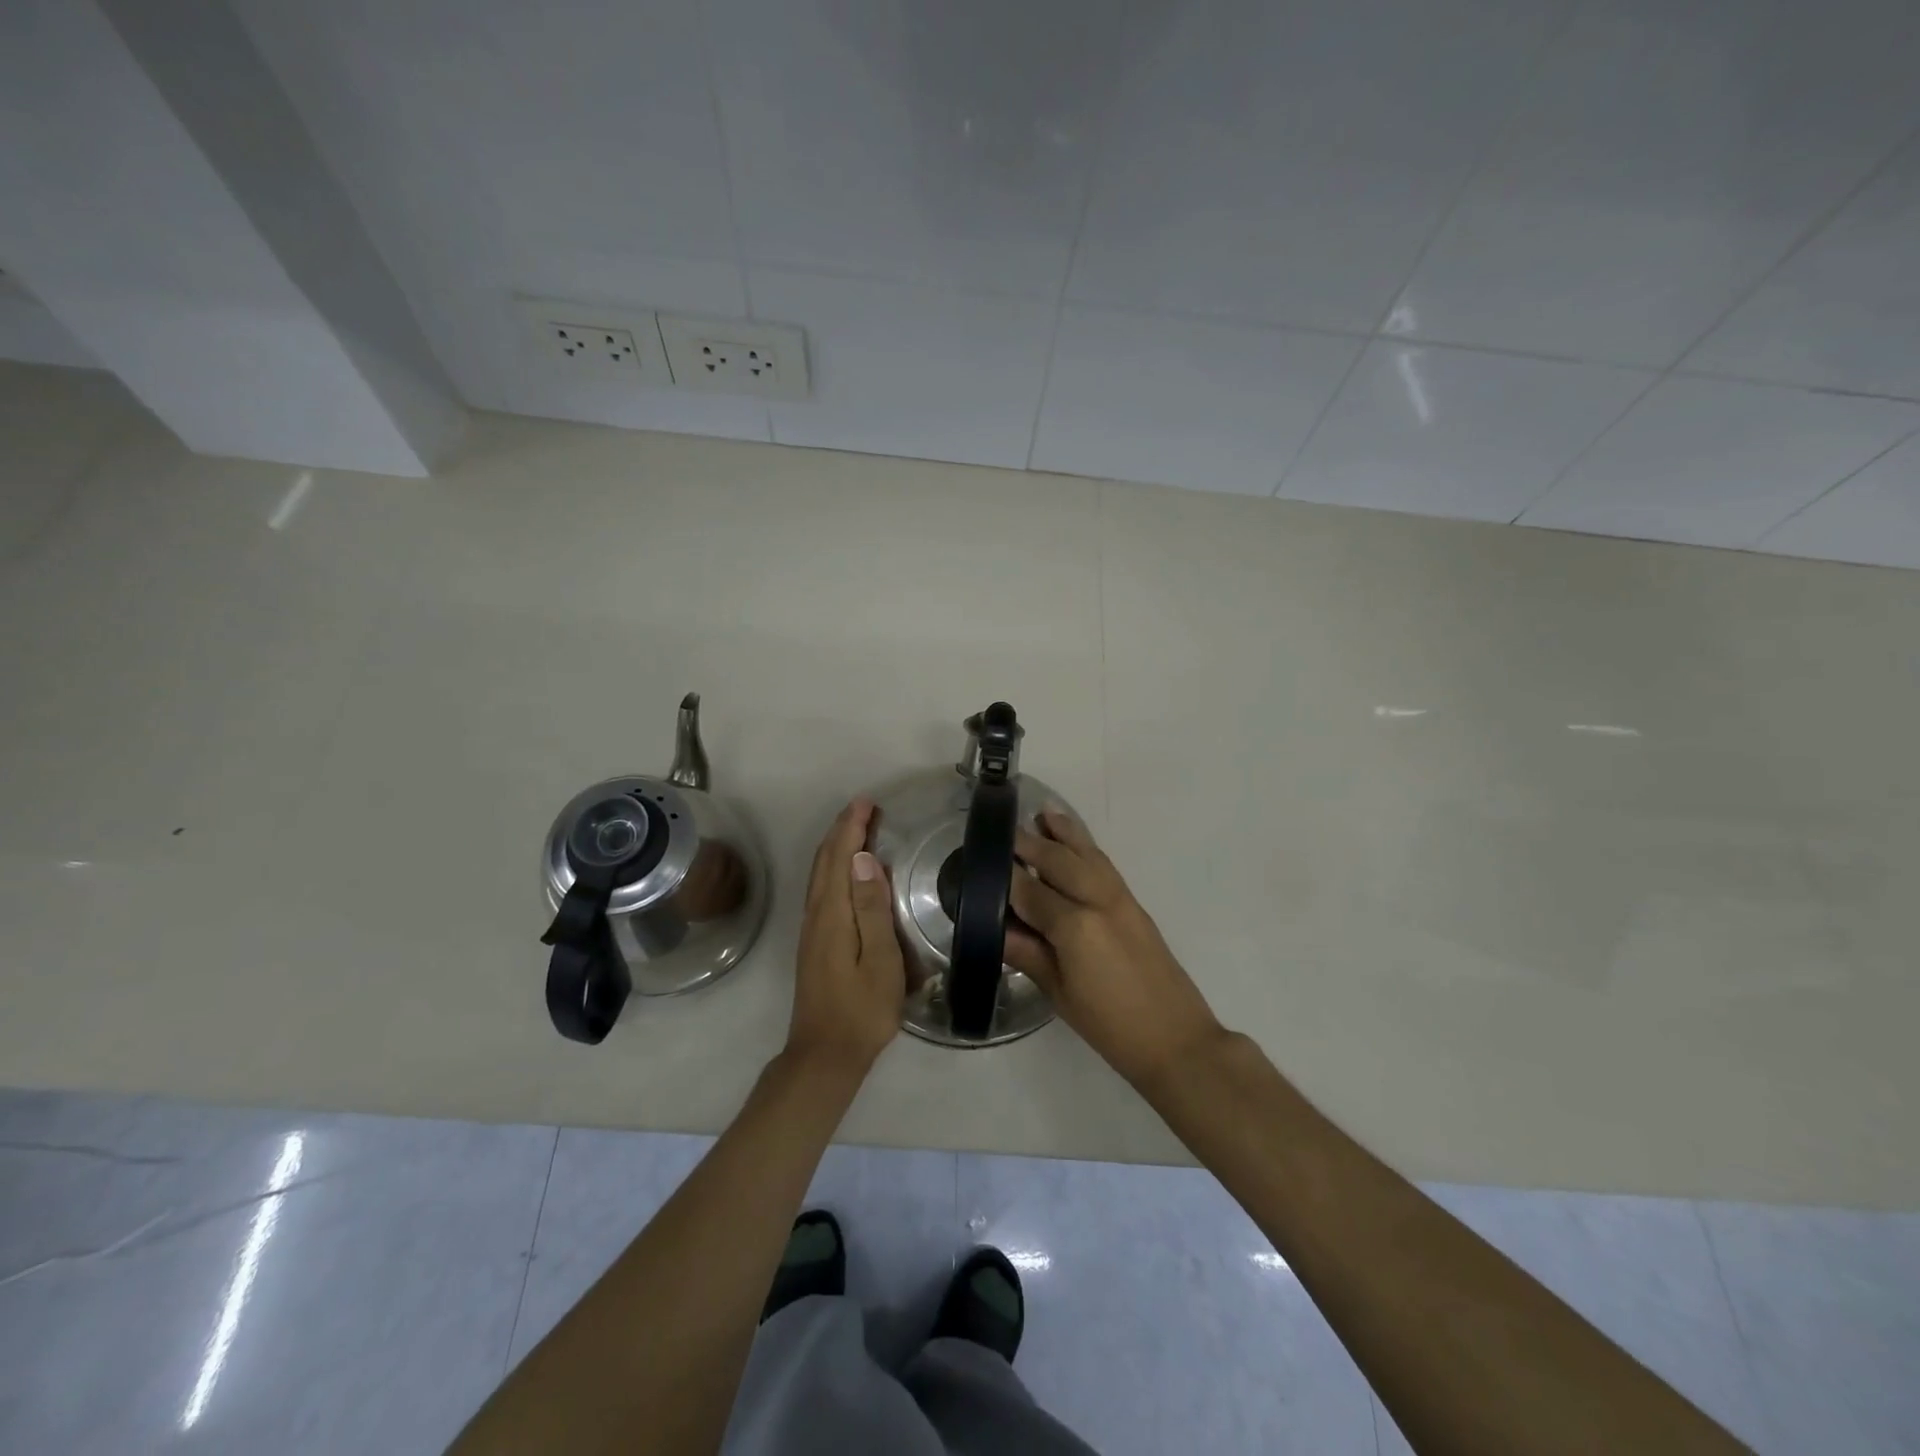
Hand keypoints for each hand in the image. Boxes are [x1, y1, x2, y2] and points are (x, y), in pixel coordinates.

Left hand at [786, 798, 905, 1074]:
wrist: (825, 1055)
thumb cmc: (862, 1010)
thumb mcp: (880, 961)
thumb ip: (871, 909)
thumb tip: (863, 859)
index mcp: (832, 915)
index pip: (839, 858)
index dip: (851, 827)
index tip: (868, 802)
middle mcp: (816, 914)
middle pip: (824, 861)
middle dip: (842, 829)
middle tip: (865, 807)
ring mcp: (811, 928)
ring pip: (820, 874)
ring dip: (836, 845)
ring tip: (857, 827)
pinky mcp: (814, 941)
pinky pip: (821, 888)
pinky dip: (833, 866)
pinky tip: (846, 871)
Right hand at [1005, 807, 1224, 1087]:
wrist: (1176, 1040)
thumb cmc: (1110, 1027)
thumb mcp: (1060, 994)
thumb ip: (1028, 954)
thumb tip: (995, 929)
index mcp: (1075, 927)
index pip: (1030, 892)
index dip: (1006, 876)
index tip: (983, 860)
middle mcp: (1098, 901)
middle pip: (1059, 861)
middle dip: (1031, 844)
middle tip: (1005, 831)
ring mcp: (1120, 899)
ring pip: (1087, 855)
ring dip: (1064, 833)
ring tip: (1043, 814)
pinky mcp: (1135, 904)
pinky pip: (1105, 865)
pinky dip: (1087, 848)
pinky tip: (1076, 844)